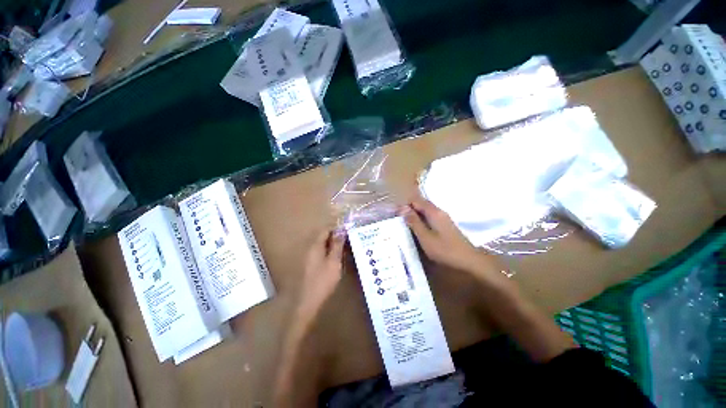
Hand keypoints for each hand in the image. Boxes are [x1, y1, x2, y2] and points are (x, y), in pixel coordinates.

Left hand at [298, 229, 345, 312]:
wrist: (308, 302)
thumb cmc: (323, 281)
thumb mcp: (334, 262)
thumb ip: (337, 245)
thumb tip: (341, 230)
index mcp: (315, 245)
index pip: (325, 230)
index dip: (337, 228)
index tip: (348, 231)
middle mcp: (310, 248)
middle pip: (323, 236)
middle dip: (335, 236)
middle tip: (348, 240)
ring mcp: (308, 257)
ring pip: (322, 245)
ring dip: (333, 244)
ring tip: (345, 248)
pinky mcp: (309, 265)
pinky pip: (320, 253)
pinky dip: (328, 252)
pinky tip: (336, 258)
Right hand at [402, 197, 499, 275]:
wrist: (468, 260)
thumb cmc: (445, 250)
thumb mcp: (425, 237)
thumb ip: (414, 222)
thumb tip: (402, 208)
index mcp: (433, 212)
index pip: (416, 200)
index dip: (404, 204)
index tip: (394, 212)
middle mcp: (438, 211)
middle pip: (420, 204)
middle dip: (408, 209)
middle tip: (397, 219)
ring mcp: (443, 217)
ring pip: (424, 211)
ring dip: (414, 215)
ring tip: (403, 223)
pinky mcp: (444, 224)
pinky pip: (429, 217)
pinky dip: (420, 220)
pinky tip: (416, 229)